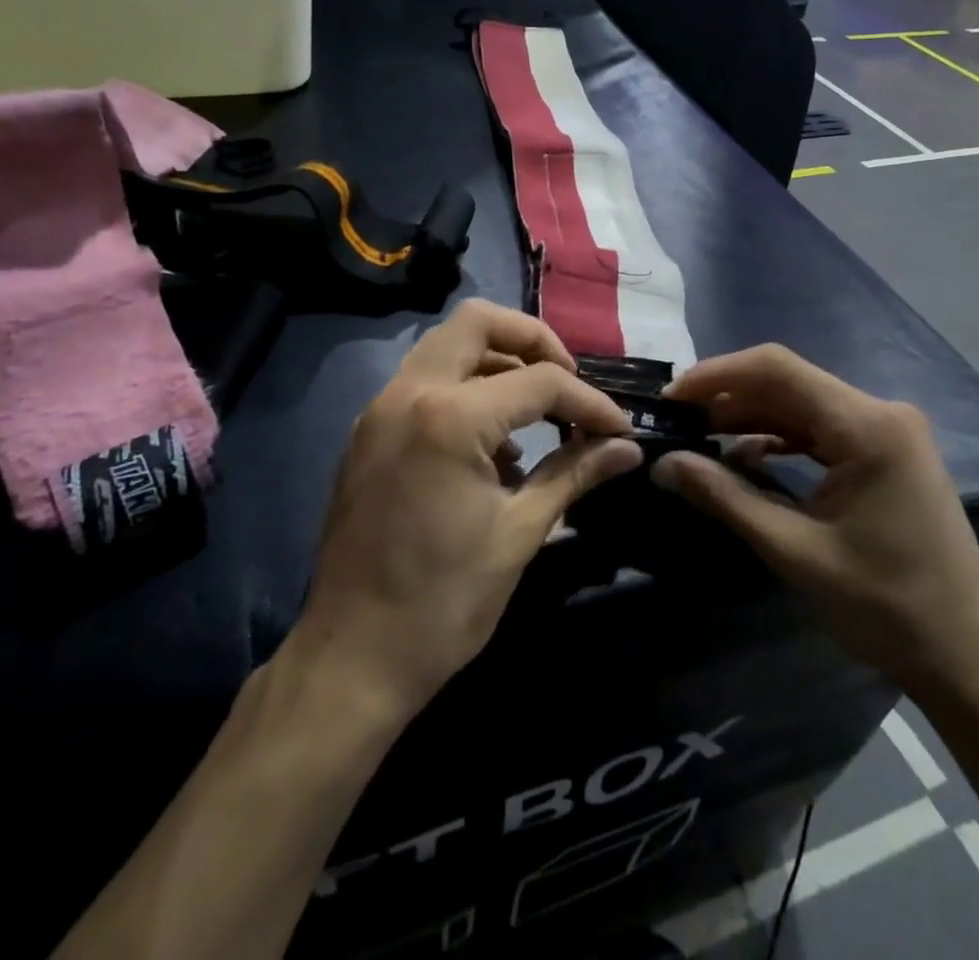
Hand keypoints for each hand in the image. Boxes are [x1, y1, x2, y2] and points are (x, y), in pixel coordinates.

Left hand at [296, 300, 641, 719]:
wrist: (352, 657)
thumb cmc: (443, 602)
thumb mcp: (520, 533)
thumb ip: (574, 473)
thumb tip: (626, 448)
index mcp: (448, 416)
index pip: (538, 381)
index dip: (588, 402)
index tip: (618, 429)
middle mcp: (407, 393)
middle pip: (477, 322)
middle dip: (533, 341)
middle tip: (568, 383)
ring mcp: (379, 410)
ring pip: (446, 347)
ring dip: (496, 362)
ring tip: (535, 415)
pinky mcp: (368, 433)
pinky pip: (424, 383)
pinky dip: (464, 390)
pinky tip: (491, 447)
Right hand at [652, 345, 978, 696]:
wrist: (969, 661)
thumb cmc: (886, 608)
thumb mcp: (794, 550)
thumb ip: (724, 497)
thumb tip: (662, 464)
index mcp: (867, 426)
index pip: (777, 369)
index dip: (716, 375)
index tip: (670, 397)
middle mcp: (881, 412)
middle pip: (788, 381)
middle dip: (727, 396)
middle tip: (676, 421)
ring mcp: (888, 431)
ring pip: (801, 403)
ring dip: (750, 416)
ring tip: (700, 436)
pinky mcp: (887, 453)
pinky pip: (821, 428)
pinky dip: (779, 436)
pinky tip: (747, 456)